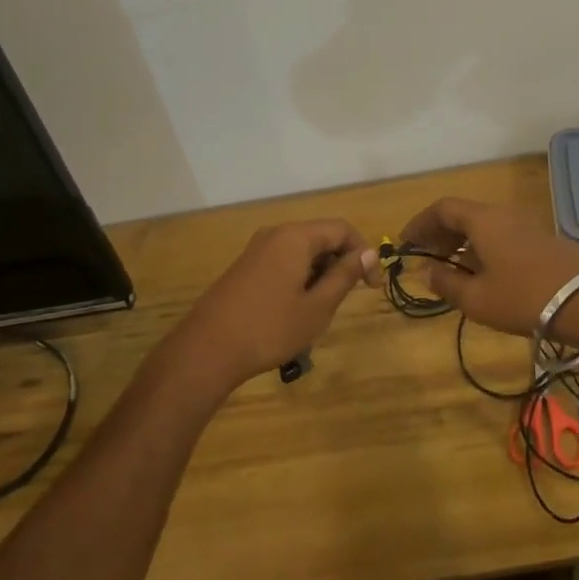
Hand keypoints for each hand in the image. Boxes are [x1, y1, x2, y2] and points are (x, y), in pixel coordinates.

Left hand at [172, 219, 374, 391]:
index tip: (371, 287)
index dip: (363, 253)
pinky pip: (283, 260)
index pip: (342, 229)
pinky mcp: (245, 266)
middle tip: (346, 299)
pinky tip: (295, 309)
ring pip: (301, 251)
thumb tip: (369, 253)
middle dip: (340, 263)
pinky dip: (299, 276)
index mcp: (296, 237)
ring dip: (319, 272)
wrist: (207, 349)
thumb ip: (344, 276)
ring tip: (320, 309)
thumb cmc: (269, 329)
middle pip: (321, 236)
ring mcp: (256, 249)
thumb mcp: (317, 307)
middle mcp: (276, 233)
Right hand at [400, 197, 578, 346]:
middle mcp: (502, 214)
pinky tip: (484, 274)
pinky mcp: (542, 240)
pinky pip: (501, 235)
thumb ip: (446, 283)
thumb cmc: (524, 298)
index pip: (442, 208)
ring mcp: (526, 225)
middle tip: (425, 257)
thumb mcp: (477, 299)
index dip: (420, 223)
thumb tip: (426, 272)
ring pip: (484, 225)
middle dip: (439, 233)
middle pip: (463, 214)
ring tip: (452, 269)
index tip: (405, 243)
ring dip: (462, 242)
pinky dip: (483, 248)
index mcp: (482, 220)